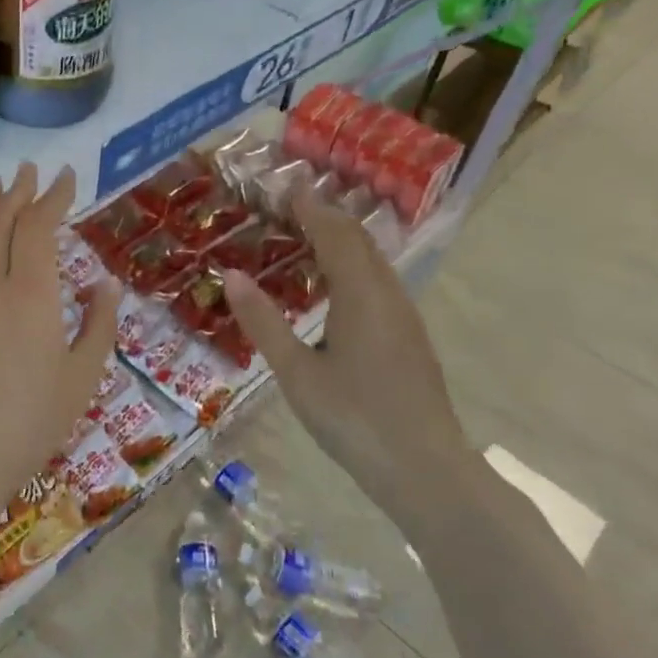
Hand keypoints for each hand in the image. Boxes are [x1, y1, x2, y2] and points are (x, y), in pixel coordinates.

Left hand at [0, 164, 121, 605]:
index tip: (64, 177)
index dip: (52, 197)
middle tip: (28, 170)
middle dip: (18, 193)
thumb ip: (97, 326)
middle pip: (2, 224)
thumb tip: (107, 284)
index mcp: (33, 295)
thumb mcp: (81, 378)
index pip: (40, 228)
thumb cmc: (30, 422)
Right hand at [222, 183, 474, 544]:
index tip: (283, 189)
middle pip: (359, 242)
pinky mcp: (409, 339)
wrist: (425, 469)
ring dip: (341, 242)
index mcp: (361, 296)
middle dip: (326, 218)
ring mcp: (405, 318)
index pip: (335, 234)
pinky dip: (352, 267)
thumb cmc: (353, 419)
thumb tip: (233, 274)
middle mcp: (388, 296)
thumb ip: (263, 321)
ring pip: (373, 263)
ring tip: (306, 238)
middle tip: (288, 209)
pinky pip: (378, 284)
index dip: (310, 208)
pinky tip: (333, 289)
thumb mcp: (295, 372)